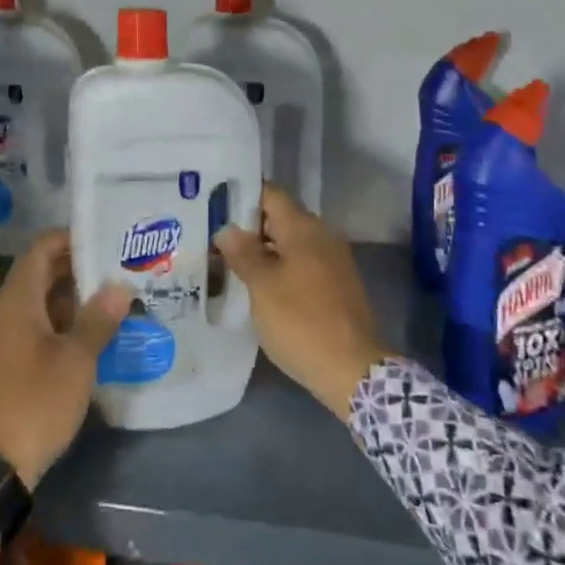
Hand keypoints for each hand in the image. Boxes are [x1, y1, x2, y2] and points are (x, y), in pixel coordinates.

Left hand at [0, 230, 130, 488]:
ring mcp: (2, 340)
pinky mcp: (5, 364)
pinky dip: (60, 324)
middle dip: (77, 270)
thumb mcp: (75, 361)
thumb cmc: (35, 402)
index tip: (103, 239)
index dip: (69, 239)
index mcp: (16, 302)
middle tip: (117, 269)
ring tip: (112, 301)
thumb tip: (118, 286)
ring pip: (39, 304)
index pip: (40, 250)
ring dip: (71, 300)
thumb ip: (97, 320)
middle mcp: (4, 313)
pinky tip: (90, 336)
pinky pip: (34, 328)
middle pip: (40, 275)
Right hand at [215, 184, 389, 418]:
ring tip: (227, 263)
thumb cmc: (301, 322)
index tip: (214, 205)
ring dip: (262, 251)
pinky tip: (257, 286)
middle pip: (279, 218)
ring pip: (289, 244)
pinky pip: (301, 265)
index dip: (241, 196)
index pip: (270, 194)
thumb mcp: (262, 287)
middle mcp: (322, 236)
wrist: (352, 370)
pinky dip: (279, 269)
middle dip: (247, 227)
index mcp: (304, 228)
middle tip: (212, 238)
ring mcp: (332, 261)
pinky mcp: (336, 285)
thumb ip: (243, 253)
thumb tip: (227, 229)